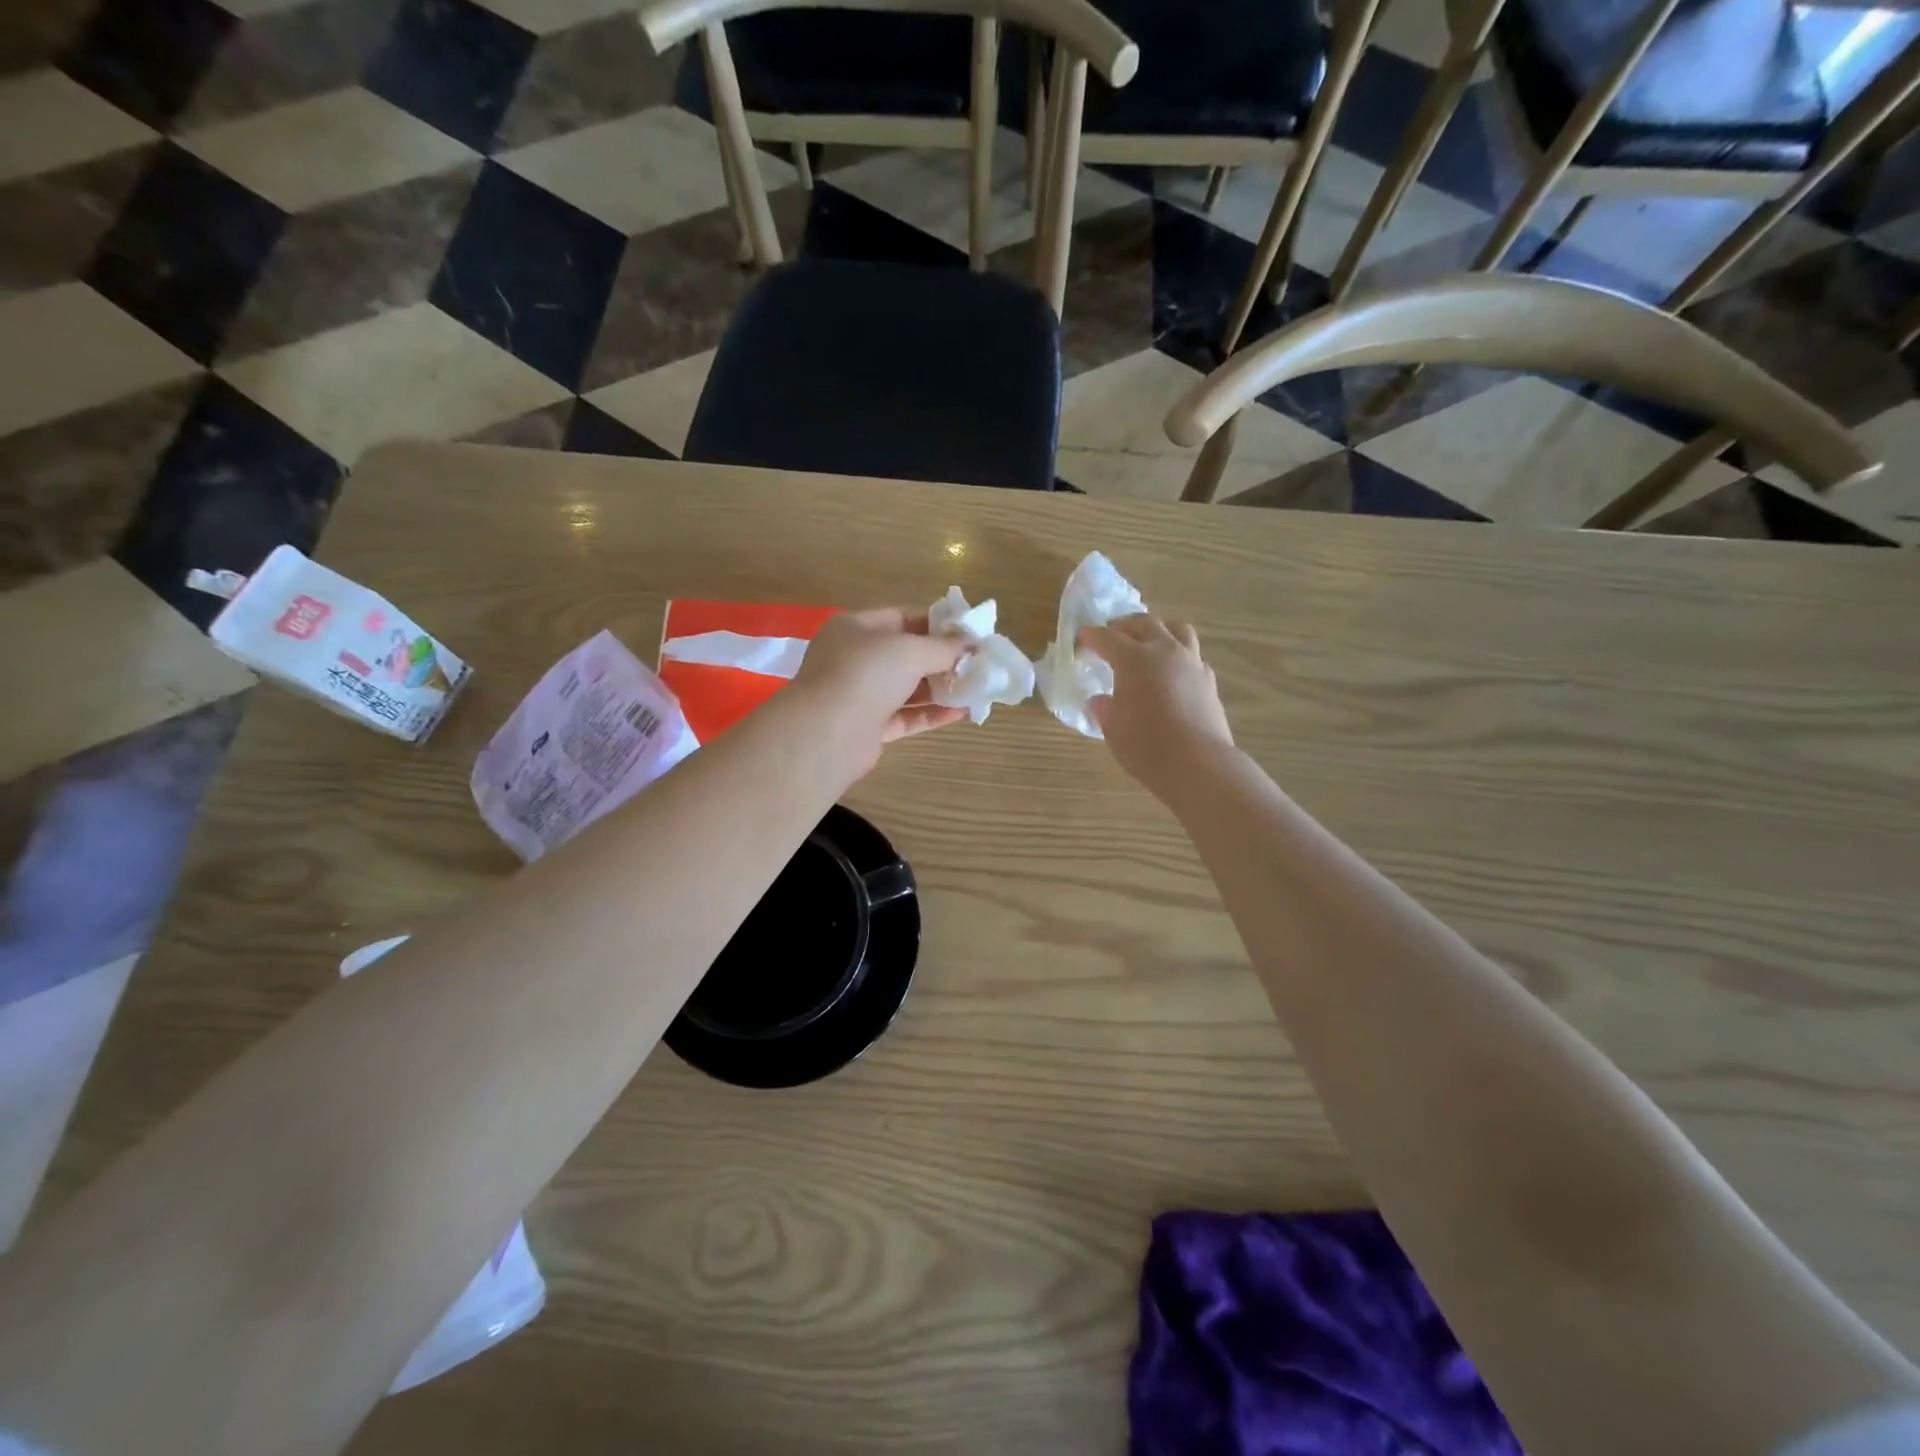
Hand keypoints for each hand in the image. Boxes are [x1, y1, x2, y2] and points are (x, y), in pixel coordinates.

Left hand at [791, 608, 969, 775]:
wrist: (828, 733)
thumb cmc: (866, 674)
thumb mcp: (911, 650)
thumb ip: (944, 647)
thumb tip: (972, 645)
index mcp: (856, 628)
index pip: (902, 618)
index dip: (937, 624)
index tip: (969, 633)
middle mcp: (854, 659)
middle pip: (905, 655)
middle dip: (942, 659)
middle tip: (977, 663)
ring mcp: (859, 695)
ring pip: (907, 688)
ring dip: (940, 688)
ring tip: (976, 688)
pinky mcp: (868, 728)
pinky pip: (906, 716)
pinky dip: (931, 714)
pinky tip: (962, 712)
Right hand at [1079, 614, 1233, 795]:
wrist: (1198, 763)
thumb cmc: (1146, 746)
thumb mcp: (1113, 729)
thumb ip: (1104, 709)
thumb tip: (1100, 701)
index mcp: (1134, 659)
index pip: (1107, 638)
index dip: (1092, 636)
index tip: (1083, 637)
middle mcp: (1164, 651)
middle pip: (1145, 623)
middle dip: (1125, 625)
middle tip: (1113, 634)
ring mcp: (1191, 662)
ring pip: (1176, 629)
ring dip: (1159, 630)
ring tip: (1149, 641)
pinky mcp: (1208, 679)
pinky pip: (1192, 654)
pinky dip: (1178, 655)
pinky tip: (1172, 672)